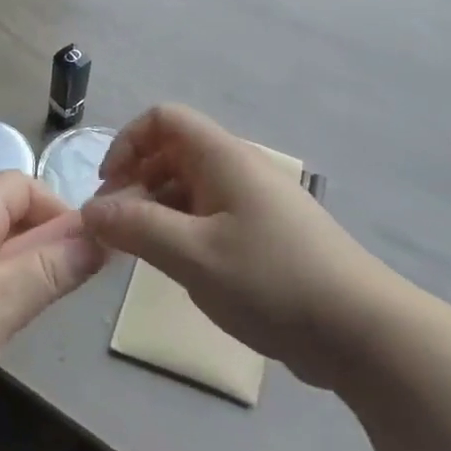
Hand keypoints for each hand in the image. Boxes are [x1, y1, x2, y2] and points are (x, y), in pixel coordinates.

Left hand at [0, 172, 107, 423]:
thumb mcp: (7, 299)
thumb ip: (56, 267)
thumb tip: (100, 237)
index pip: (24, 185)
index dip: (58, 211)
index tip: (80, 253)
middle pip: (8, 215)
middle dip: (41, 247)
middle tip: (58, 291)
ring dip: (17, 274)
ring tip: (26, 314)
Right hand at [80, 104, 410, 388]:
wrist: (360, 331)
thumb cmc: (271, 281)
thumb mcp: (192, 255)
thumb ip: (135, 227)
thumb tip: (90, 210)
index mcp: (223, 158)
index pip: (164, 119)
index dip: (127, 142)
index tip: (108, 187)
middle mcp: (239, 169)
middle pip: (173, 152)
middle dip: (136, 181)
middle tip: (116, 228)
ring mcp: (255, 202)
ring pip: (190, 187)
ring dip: (157, 209)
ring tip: (140, 251)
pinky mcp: (265, 234)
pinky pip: (210, 215)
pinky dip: (182, 229)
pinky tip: (178, 266)